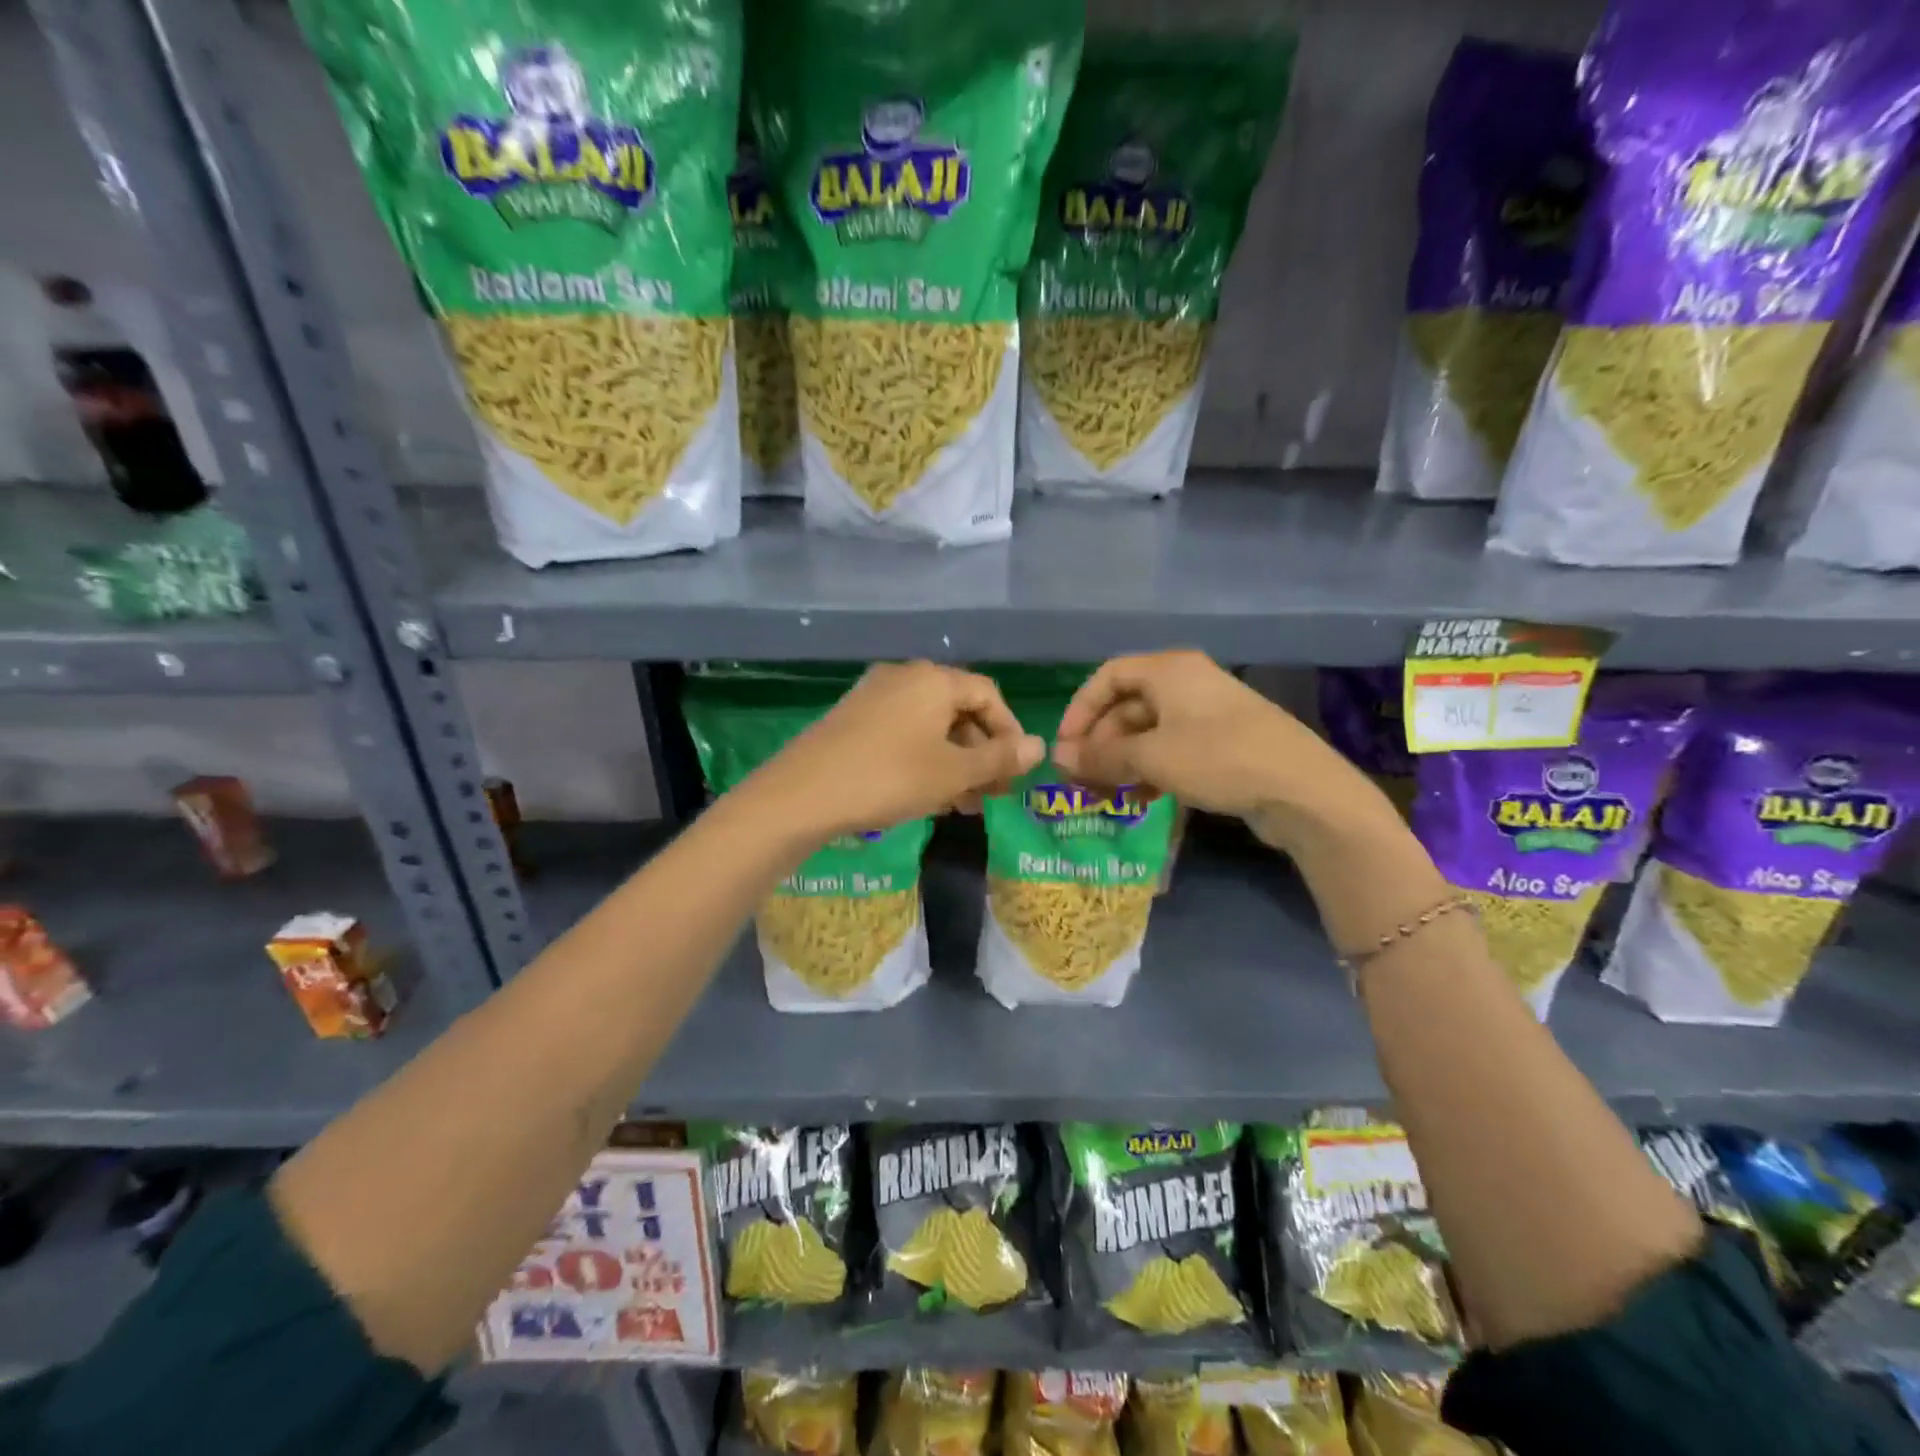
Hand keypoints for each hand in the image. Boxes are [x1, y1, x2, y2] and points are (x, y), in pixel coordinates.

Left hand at [749, 662, 1044, 838]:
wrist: (801, 795)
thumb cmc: (889, 778)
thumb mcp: (953, 773)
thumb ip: (999, 759)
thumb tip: (1040, 745)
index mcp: (933, 680)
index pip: (989, 695)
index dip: (1010, 733)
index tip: (1014, 771)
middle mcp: (904, 677)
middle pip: (959, 709)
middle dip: (981, 753)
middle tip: (990, 794)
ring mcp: (873, 696)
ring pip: (930, 726)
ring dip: (954, 761)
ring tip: (961, 804)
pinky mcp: (851, 718)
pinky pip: (902, 733)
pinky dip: (924, 759)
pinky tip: (926, 795)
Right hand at [1052, 651, 1383, 838]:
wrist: (1302, 790)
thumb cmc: (1218, 759)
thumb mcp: (1151, 758)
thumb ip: (1101, 757)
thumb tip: (1059, 760)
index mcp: (1169, 670)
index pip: (1107, 676)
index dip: (1080, 710)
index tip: (1065, 747)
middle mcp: (1187, 683)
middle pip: (1126, 706)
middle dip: (1099, 743)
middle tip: (1081, 780)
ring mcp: (1207, 714)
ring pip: (1148, 732)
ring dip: (1121, 761)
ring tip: (1105, 795)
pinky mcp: (1223, 744)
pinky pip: (1172, 750)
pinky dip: (1150, 770)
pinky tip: (1141, 800)